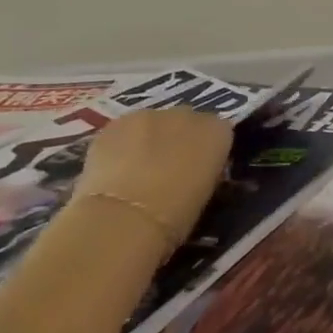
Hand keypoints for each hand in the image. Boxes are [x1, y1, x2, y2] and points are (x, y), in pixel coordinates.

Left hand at [74, 109, 232, 235]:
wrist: (125, 217)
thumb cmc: (176, 214)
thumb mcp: (206, 193)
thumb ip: (204, 171)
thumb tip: (194, 172)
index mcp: (218, 132)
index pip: (219, 132)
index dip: (206, 151)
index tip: (197, 170)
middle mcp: (188, 115)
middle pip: (185, 122)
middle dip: (178, 140)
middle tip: (167, 170)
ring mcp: (150, 116)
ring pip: (152, 124)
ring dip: (148, 140)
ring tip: (136, 171)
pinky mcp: (115, 124)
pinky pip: (124, 131)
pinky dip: (121, 146)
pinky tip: (113, 170)